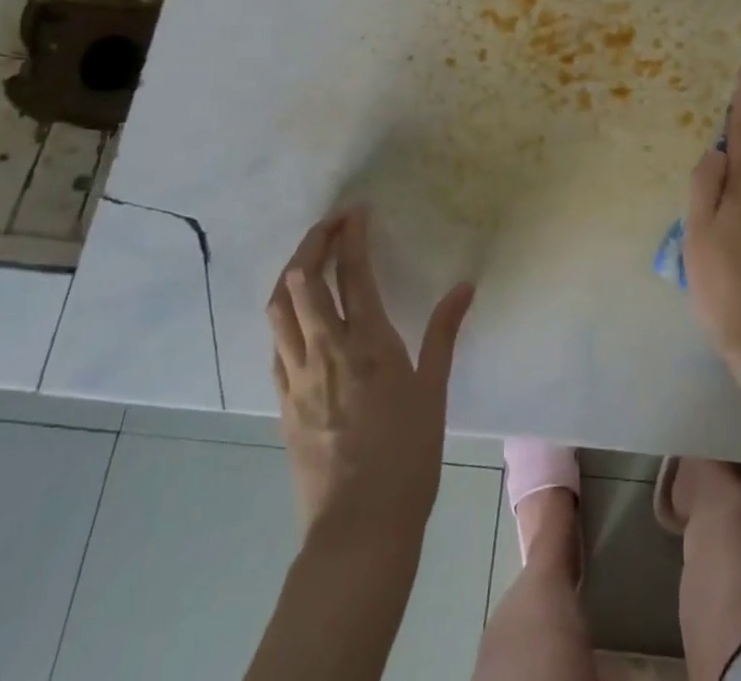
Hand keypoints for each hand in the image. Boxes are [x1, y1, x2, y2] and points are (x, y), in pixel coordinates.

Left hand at [267, 207, 473, 541]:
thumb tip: (464, 286)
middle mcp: (325, 350)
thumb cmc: (407, 455)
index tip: (359, 211)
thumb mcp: (433, 390)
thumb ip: (443, 332)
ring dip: (291, 271)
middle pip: (303, 280)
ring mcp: (297, 375)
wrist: (358, 528)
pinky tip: (298, 313)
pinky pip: (275, 342)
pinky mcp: (282, 400)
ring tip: (309, 255)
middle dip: (314, 241)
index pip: (353, 273)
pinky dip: (284, 313)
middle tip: (332, 222)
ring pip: (279, 308)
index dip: (353, 236)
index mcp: (367, 343)